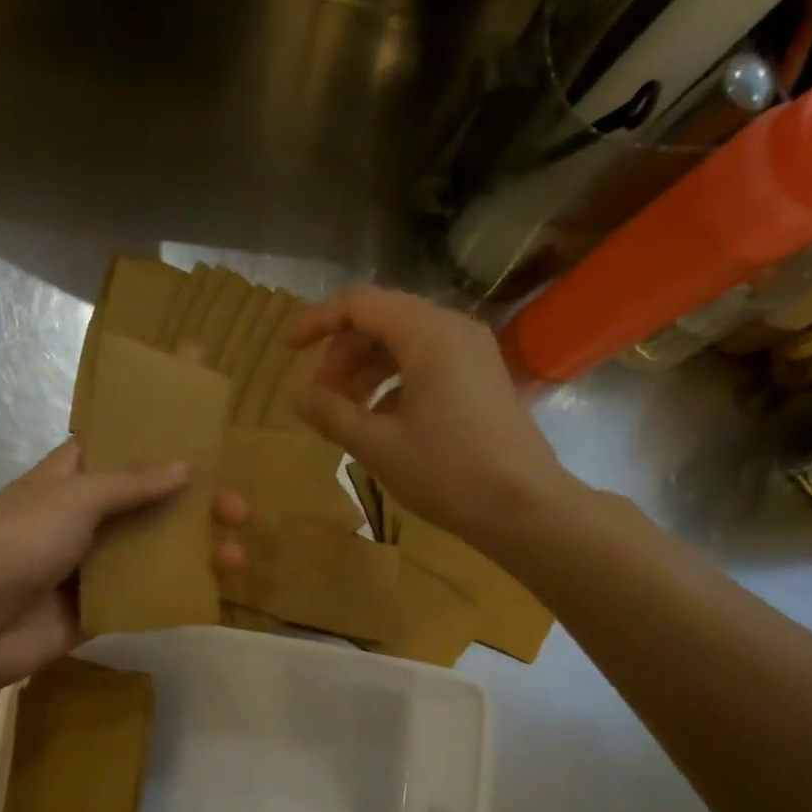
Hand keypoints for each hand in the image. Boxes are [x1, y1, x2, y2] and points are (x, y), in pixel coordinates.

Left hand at [0, 442, 246, 692]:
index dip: (162, 431)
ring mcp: (96, 563)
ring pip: (156, 548)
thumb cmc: (15, 544)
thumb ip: (130, 484)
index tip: (207, 424)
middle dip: (197, 501)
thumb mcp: (72, 500)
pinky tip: (213, 587)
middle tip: (238, 508)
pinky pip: (147, 592)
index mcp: (73, 476)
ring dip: (197, 548)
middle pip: (153, 500)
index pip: (124, 442)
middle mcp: (88, 515)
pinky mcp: (101, 605)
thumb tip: (186, 468)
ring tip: (236, 555)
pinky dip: (179, 588)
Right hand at [287, 286, 574, 547]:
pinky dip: (394, 383)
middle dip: (343, 355)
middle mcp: (453, 328)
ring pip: (404, 343)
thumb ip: (331, 414)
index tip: (287, 350)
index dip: (317, 322)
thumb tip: (299, 395)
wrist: (524, 507)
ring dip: (366, 372)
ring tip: (347, 415)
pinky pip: (426, 363)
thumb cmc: (447, 472)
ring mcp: (472, 352)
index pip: (359, 304)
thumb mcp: (377, 446)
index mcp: (427, 333)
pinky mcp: (481, 377)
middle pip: (381, 320)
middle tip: (322, 400)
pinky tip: (382, 422)